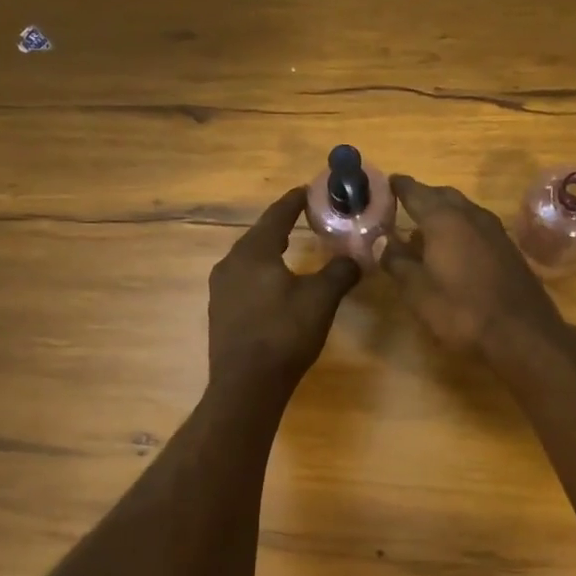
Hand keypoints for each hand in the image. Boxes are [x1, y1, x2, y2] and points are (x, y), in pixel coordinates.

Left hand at [208, 188, 360, 395]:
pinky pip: (243, 280)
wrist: (246, 384)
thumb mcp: (320, 300)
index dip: (294, 202)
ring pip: (249, 259)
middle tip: (304, 217)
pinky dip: (262, 274)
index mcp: (253, 252)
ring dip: (270, 251)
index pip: (276, 216)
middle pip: (259, 235)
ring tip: (291, 248)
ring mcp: (220, 289)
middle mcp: (230, 264)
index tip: (308, 190)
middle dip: (281, 225)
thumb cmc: (284, 334)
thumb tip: (356, 257)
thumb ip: (339, 273)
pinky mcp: (220, 311)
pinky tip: (275, 284)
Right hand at [380, 175, 565, 358]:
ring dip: (443, 213)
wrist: (521, 332)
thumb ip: (396, 261)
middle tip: (403, 205)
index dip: (398, 187)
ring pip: (463, 210)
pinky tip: (452, 248)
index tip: (386, 183)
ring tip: (423, 228)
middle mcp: (470, 215)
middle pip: (442, 195)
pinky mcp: (507, 248)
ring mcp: (494, 230)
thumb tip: (381, 240)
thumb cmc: (461, 310)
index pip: (415, 192)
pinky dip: (459, 228)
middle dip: (422, 197)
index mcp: (444, 219)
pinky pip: (476, 226)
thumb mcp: (418, 291)